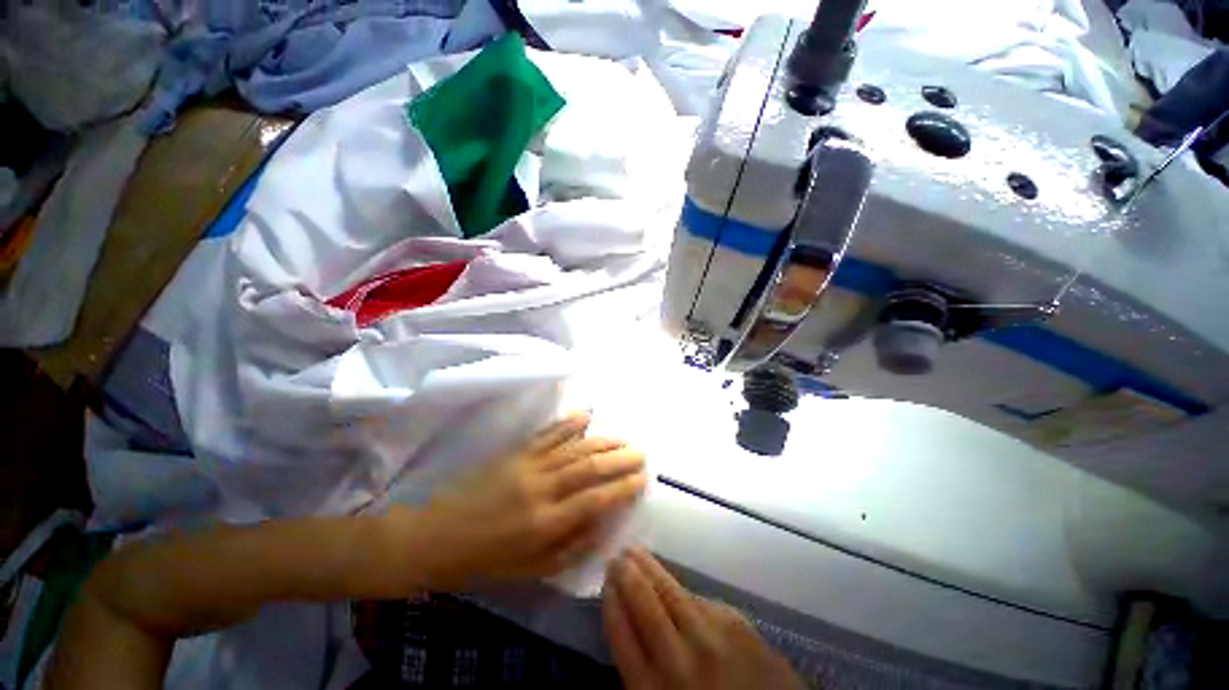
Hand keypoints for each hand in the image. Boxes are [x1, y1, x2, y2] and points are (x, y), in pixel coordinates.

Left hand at [389, 412, 647, 588]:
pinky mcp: (516, 452)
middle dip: (620, 459)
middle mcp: (543, 489)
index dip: (623, 487)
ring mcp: (528, 465)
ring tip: (623, 439)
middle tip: (640, 453)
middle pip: (590, 467)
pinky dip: (570, 423)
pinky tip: (587, 416)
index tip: (642, 478)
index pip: (597, 499)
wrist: (436, 536)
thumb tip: (603, 522)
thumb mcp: (532, 571)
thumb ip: (572, 547)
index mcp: (547, 524)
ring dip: (603, 441)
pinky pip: (549, 433)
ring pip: (575, 447)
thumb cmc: (486, 560)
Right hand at [603, 549, 805, 689]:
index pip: (621, 635)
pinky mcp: (736, 625)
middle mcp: (679, 660)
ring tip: (636, 553)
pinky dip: (683, 592)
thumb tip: (628, 624)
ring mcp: (711, 639)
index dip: (612, 603)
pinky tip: (673, 584)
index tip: (605, 580)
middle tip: (617, 555)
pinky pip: (700, 601)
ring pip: (671, 593)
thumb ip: (643, 671)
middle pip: (645, 606)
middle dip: (628, 576)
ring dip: (650, 569)